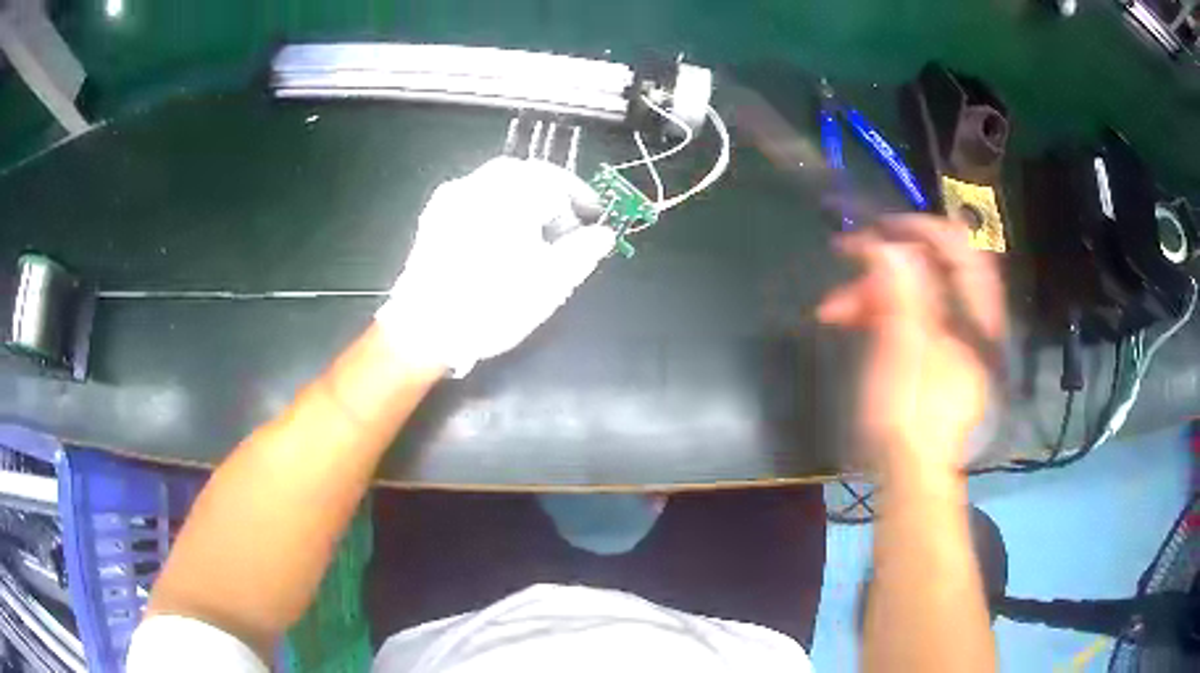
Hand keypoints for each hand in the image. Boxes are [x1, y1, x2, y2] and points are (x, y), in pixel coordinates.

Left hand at [376, 157, 615, 375]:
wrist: (424, 329)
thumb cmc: (493, 304)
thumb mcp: (550, 283)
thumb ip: (582, 252)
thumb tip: (604, 234)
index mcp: (511, 193)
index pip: (555, 179)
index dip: (579, 196)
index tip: (591, 217)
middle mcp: (478, 184)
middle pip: (523, 173)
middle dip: (548, 193)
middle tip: (563, 223)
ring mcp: (450, 198)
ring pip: (495, 183)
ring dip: (520, 199)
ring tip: (531, 234)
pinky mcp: (432, 217)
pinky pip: (472, 198)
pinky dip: (493, 208)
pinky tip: (496, 239)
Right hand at [817, 216, 1005, 477]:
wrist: (912, 474)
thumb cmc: (912, 418)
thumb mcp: (905, 351)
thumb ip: (903, 293)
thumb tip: (889, 246)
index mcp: (976, 317)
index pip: (962, 249)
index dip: (923, 228)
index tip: (881, 227)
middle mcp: (970, 320)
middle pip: (934, 268)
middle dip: (886, 262)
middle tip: (846, 258)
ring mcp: (953, 338)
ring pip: (917, 293)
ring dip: (875, 291)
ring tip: (834, 309)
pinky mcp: (935, 354)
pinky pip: (912, 316)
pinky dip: (882, 313)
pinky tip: (852, 320)